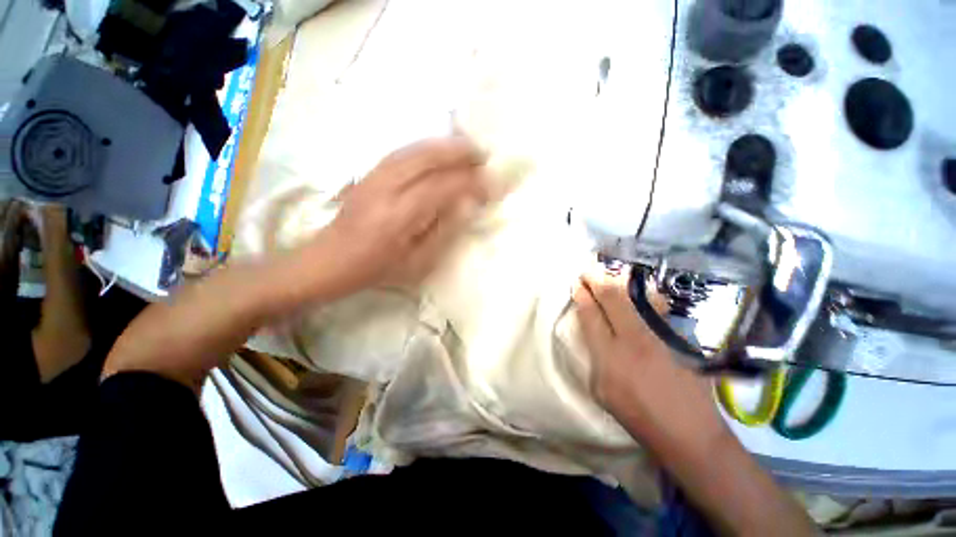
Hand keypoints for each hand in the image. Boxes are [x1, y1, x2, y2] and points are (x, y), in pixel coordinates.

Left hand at [303, 136, 487, 297]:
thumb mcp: (418, 263)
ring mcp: (374, 177)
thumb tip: (468, 205)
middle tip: (483, 154)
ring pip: (414, 150)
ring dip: (443, 145)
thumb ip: (444, 232)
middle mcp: (386, 189)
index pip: (442, 188)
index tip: (491, 184)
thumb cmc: (378, 268)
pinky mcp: (368, 173)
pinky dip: (425, 148)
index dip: (470, 183)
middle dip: (459, 152)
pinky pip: (401, 152)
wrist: (331, 260)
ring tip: (466, 148)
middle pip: (427, 158)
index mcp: (399, 217)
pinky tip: (438, 150)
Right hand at [573, 265, 724, 450]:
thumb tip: (595, 336)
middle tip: (588, 271)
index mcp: (608, 356)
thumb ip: (596, 358)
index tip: (577, 285)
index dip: (582, 296)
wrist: (689, 431)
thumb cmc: (638, 416)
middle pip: (612, 298)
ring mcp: (657, 335)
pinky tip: (637, 289)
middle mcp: (632, 339)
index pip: (591, 315)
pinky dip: (643, 294)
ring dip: (618, 282)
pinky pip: (656, 307)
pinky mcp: (676, 337)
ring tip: (608, 274)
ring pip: (635, 298)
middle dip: (597, 280)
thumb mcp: (602, 391)